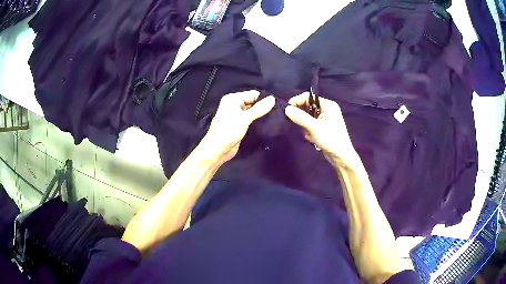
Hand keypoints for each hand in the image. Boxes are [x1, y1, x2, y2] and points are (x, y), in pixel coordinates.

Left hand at [202, 91, 274, 162]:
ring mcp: (236, 115)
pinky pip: (250, 119)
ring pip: (252, 111)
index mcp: (232, 99)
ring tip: (274, 119)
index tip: (276, 106)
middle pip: (253, 102)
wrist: (217, 149)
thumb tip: (273, 99)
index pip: (252, 94)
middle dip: (263, 107)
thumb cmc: (228, 131)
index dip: (263, 99)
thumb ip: (259, 108)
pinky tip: (267, 124)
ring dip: (260, 115)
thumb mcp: (245, 118)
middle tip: (277, 113)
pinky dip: (256, 121)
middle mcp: (234, 105)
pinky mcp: (239, 124)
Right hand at [285, 92, 358, 166]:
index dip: (297, 101)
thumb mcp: (314, 127)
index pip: (309, 97)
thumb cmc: (331, 139)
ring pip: (308, 118)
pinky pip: (310, 125)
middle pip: (307, 107)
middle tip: (300, 125)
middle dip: (303, 117)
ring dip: (306, 126)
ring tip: (310, 134)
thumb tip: (286, 109)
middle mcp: (327, 110)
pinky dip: (309, 131)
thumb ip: (300, 117)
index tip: (288, 110)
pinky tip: (313, 139)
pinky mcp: (323, 128)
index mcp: (328, 105)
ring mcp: (325, 119)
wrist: (341, 157)